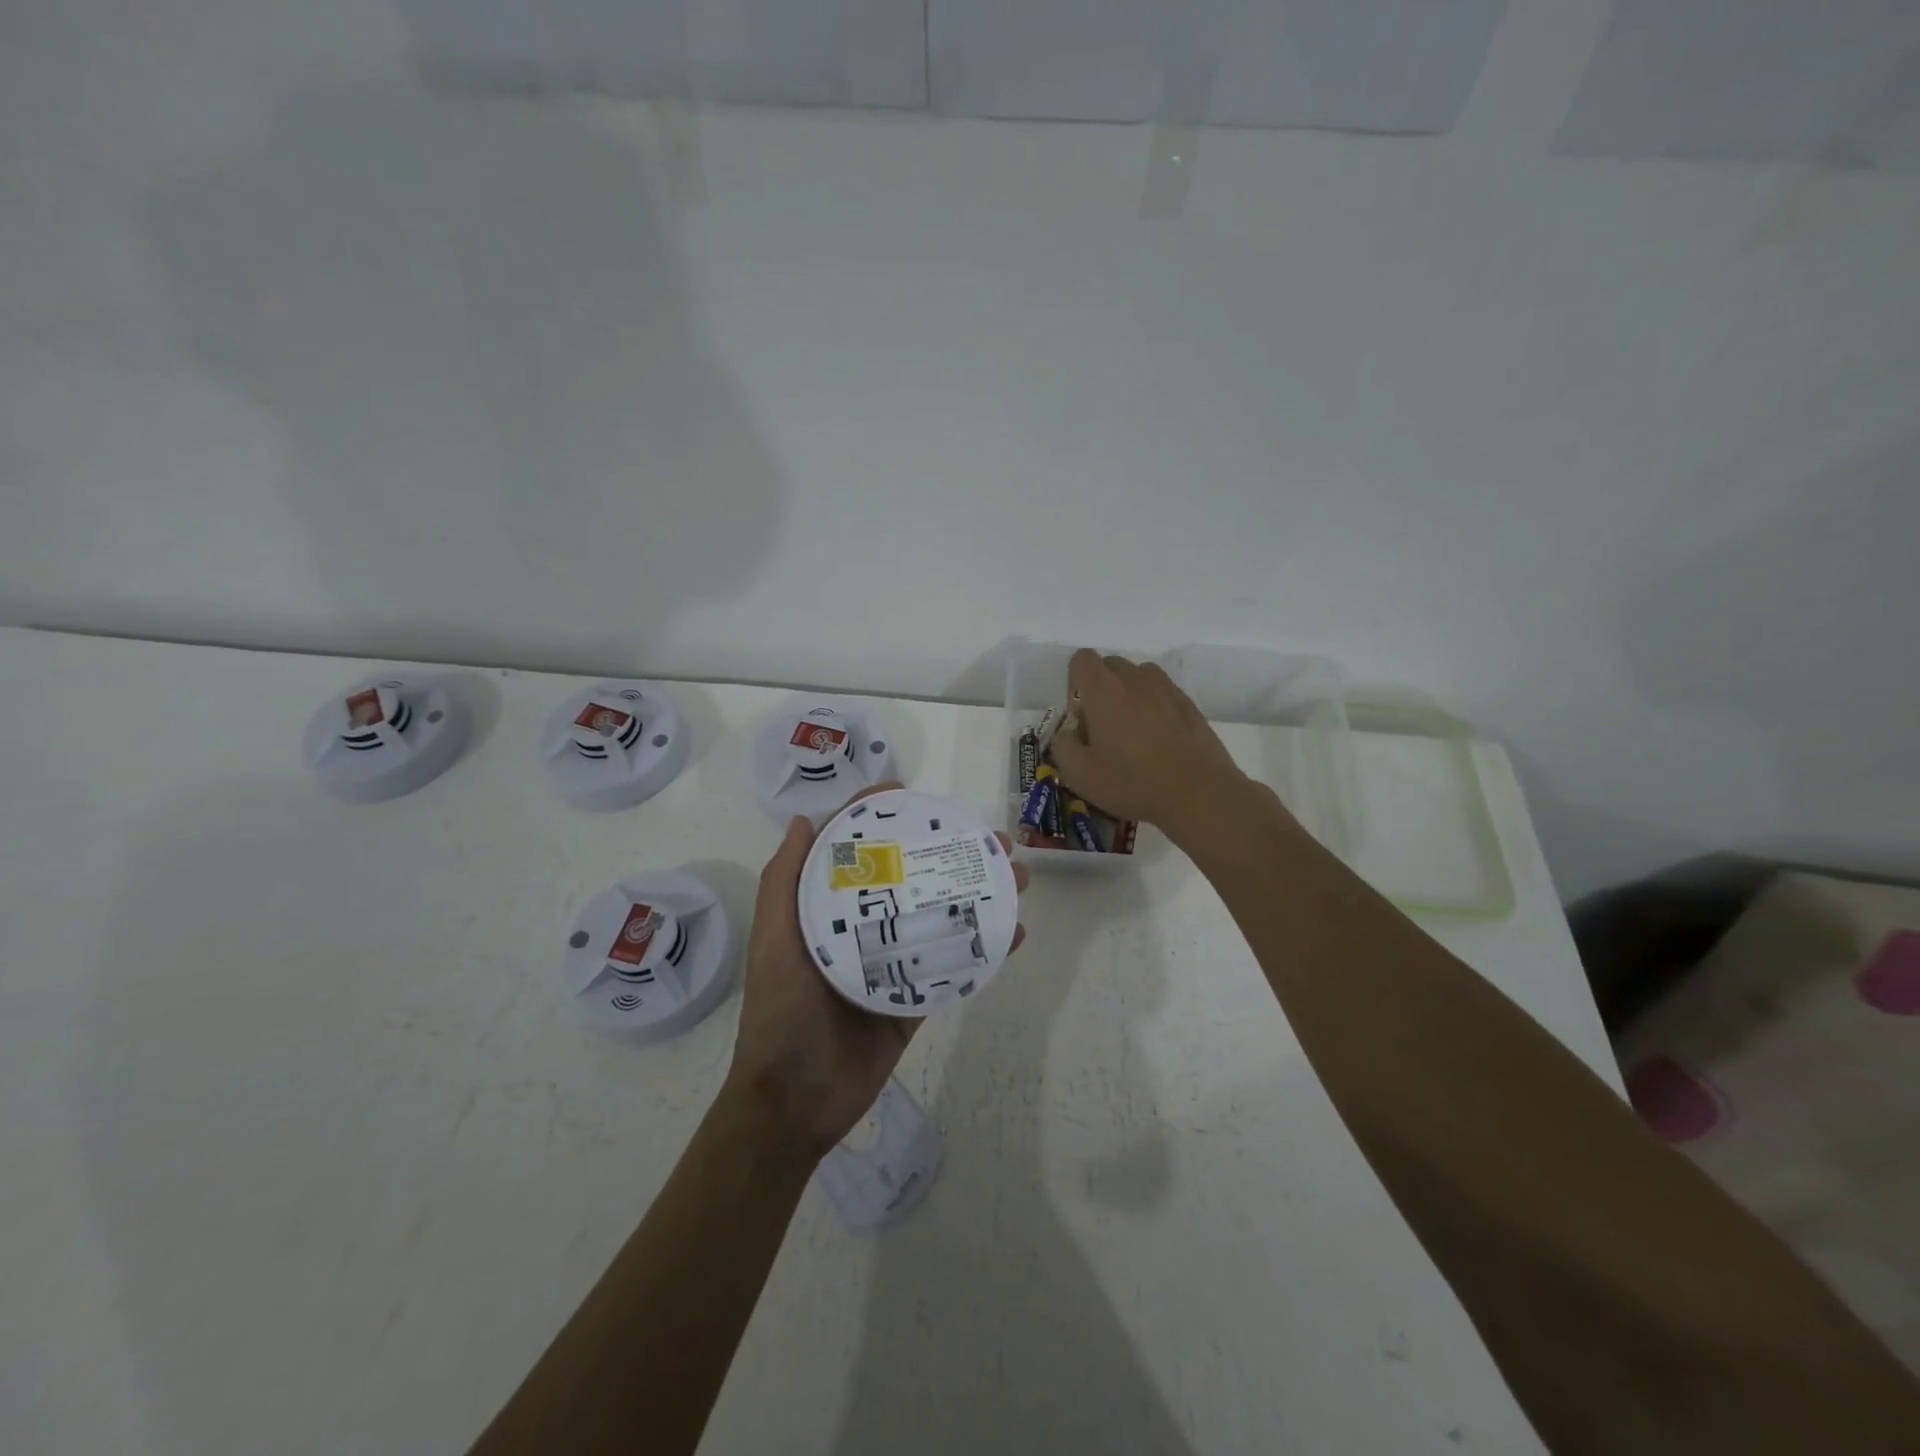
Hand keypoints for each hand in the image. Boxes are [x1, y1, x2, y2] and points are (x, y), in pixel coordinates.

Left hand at [720, 785, 1027, 1159]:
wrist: (796, 1102)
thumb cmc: (780, 1012)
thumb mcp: (773, 940)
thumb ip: (783, 882)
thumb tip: (804, 820)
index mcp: (827, 910)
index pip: (856, 852)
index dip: (880, 819)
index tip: (913, 797)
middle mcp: (863, 927)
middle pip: (910, 877)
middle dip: (949, 852)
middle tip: (989, 837)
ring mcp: (894, 962)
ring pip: (941, 915)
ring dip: (979, 893)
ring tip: (1016, 874)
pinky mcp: (915, 998)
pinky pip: (955, 966)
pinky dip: (986, 948)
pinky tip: (1014, 931)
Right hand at [1047, 650, 1251, 846]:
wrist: (1198, 793)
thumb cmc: (1132, 782)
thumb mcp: (1079, 774)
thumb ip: (1062, 745)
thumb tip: (1071, 732)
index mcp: (1103, 690)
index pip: (1082, 659)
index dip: (1074, 683)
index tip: (1081, 716)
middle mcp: (1134, 679)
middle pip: (1110, 665)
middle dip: (1100, 688)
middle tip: (1103, 728)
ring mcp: (1166, 688)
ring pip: (1138, 676)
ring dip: (1128, 694)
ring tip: (1133, 731)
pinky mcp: (1188, 703)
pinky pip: (1161, 692)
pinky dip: (1153, 705)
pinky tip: (1158, 740)